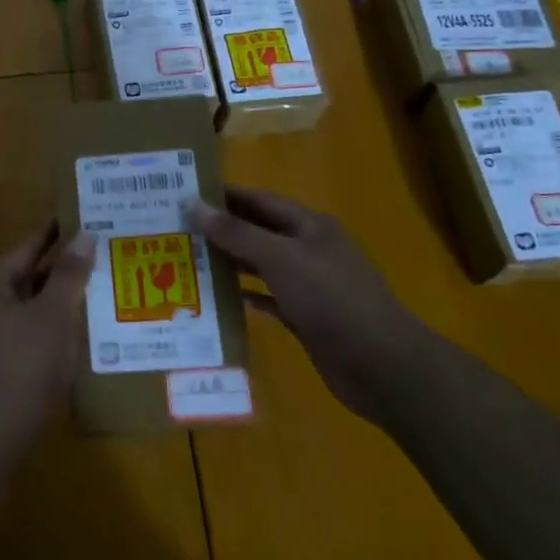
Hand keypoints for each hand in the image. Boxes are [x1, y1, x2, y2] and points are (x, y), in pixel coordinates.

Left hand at [0, 223, 97, 458]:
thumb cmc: (21, 371)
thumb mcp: (51, 318)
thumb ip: (68, 276)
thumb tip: (84, 234)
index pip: (28, 247)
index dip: (56, 233)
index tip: (85, 217)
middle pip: (28, 277)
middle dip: (63, 269)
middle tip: (102, 255)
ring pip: (29, 309)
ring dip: (59, 301)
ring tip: (98, 292)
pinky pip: (27, 336)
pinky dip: (51, 330)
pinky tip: (78, 337)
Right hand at [188, 187, 427, 420]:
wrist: (381, 365)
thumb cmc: (331, 299)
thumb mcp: (280, 258)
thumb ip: (236, 233)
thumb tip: (193, 204)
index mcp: (309, 226)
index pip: (259, 200)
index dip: (224, 195)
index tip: (185, 194)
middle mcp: (309, 249)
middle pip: (258, 232)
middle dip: (222, 230)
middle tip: (178, 230)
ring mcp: (309, 285)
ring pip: (262, 266)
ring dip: (230, 263)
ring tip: (189, 261)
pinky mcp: (307, 317)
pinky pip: (269, 299)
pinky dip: (246, 296)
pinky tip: (219, 299)